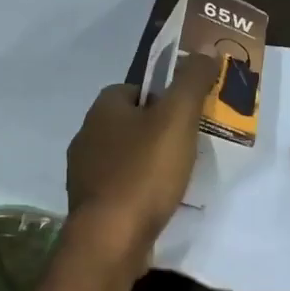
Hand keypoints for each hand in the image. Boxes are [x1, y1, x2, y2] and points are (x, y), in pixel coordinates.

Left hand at [66, 52, 216, 269]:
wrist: (111, 238)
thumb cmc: (144, 172)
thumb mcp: (177, 119)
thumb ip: (191, 83)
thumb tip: (205, 52)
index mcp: (102, 110)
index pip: (133, 89)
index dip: (161, 97)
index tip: (186, 113)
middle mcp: (86, 137)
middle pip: (128, 124)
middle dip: (156, 131)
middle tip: (189, 144)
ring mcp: (84, 174)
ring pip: (124, 157)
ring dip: (148, 163)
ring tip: (179, 176)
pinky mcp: (90, 206)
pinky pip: (120, 188)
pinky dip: (139, 191)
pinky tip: (159, 202)